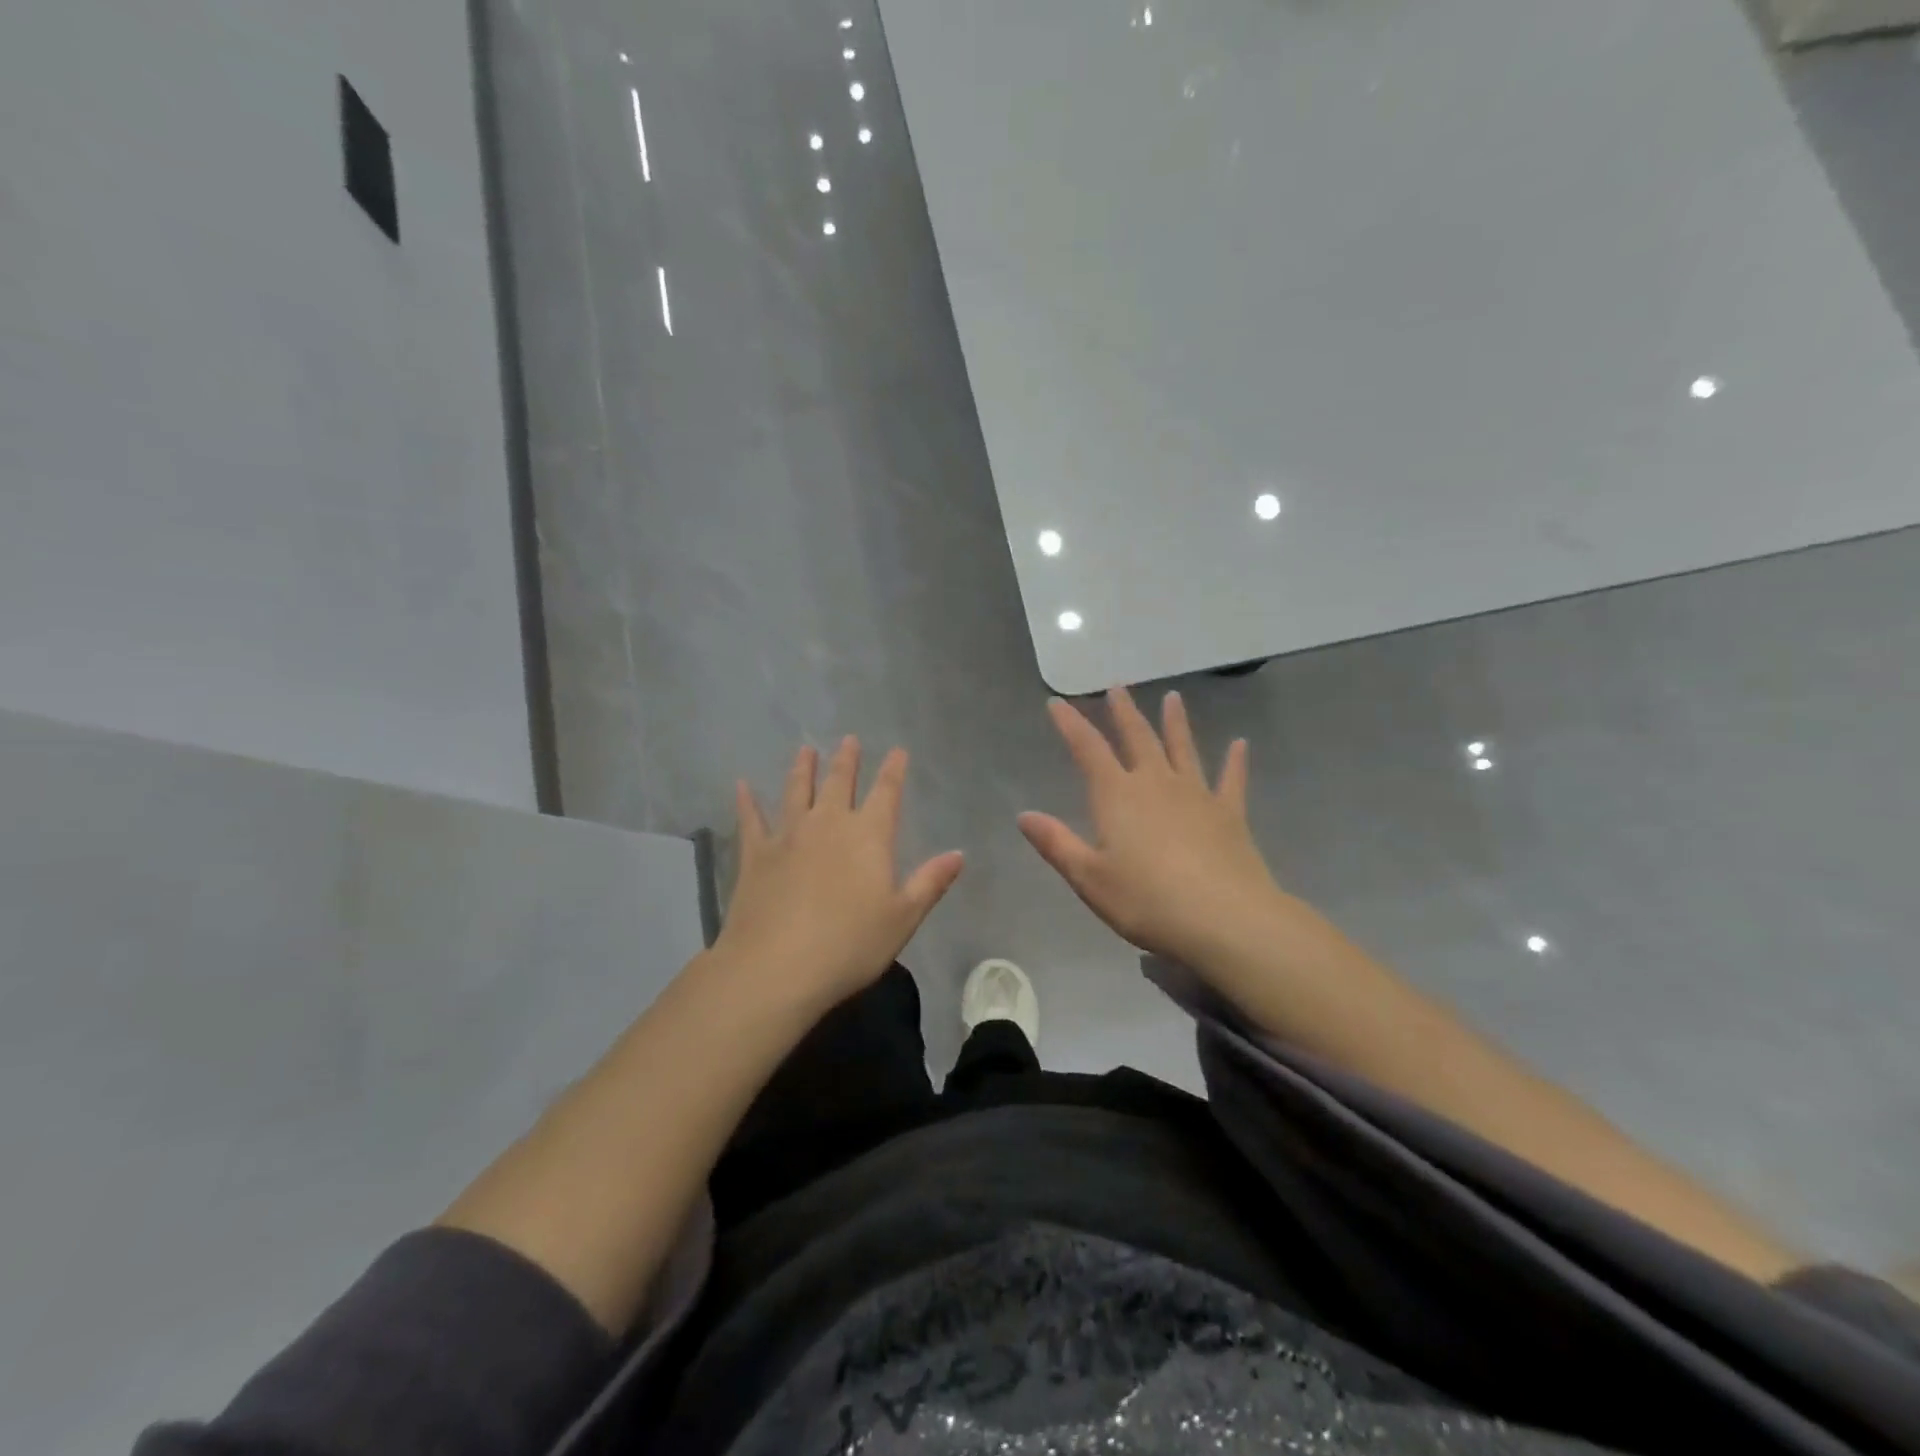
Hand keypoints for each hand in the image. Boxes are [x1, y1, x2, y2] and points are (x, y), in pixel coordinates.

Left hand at [712, 736, 963, 1015]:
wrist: (776, 967)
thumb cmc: (850, 945)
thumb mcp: (903, 918)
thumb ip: (930, 882)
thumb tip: (958, 854)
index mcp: (869, 836)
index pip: (886, 793)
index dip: (893, 770)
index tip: (897, 751)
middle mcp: (829, 824)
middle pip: (840, 783)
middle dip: (847, 760)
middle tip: (849, 739)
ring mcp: (788, 836)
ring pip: (797, 791)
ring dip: (803, 769)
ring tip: (806, 749)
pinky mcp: (756, 855)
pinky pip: (751, 820)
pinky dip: (747, 801)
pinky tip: (741, 785)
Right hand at [1019, 688, 1287, 967]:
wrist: (1224, 919)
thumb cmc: (1147, 901)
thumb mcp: (1089, 878)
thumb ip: (1057, 843)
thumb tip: (1024, 815)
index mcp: (1117, 796)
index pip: (1088, 749)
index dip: (1070, 725)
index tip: (1056, 703)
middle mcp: (1156, 784)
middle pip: (1137, 738)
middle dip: (1124, 712)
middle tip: (1118, 686)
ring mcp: (1197, 795)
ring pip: (1183, 749)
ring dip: (1176, 723)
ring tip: (1173, 697)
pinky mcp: (1229, 814)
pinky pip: (1231, 780)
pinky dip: (1235, 761)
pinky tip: (1240, 745)